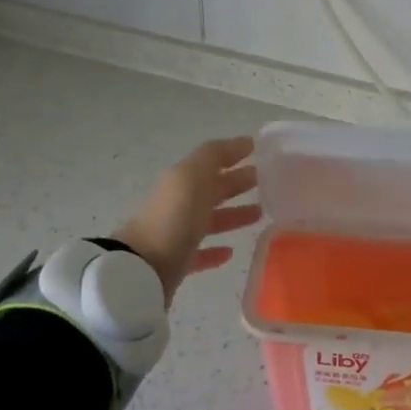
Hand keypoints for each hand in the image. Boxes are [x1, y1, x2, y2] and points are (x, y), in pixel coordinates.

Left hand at [113, 137, 261, 305]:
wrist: (142, 268)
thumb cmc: (173, 217)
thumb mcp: (194, 176)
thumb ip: (216, 156)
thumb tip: (244, 142)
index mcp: (182, 180)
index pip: (212, 162)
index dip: (234, 154)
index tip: (262, 152)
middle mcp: (179, 204)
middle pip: (212, 189)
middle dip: (238, 183)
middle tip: (268, 183)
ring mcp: (177, 234)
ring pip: (210, 221)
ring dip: (233, 215)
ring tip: (260, 215)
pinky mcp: (177, 263)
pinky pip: (200, 253)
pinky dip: (215, 251)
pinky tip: (231, 252)